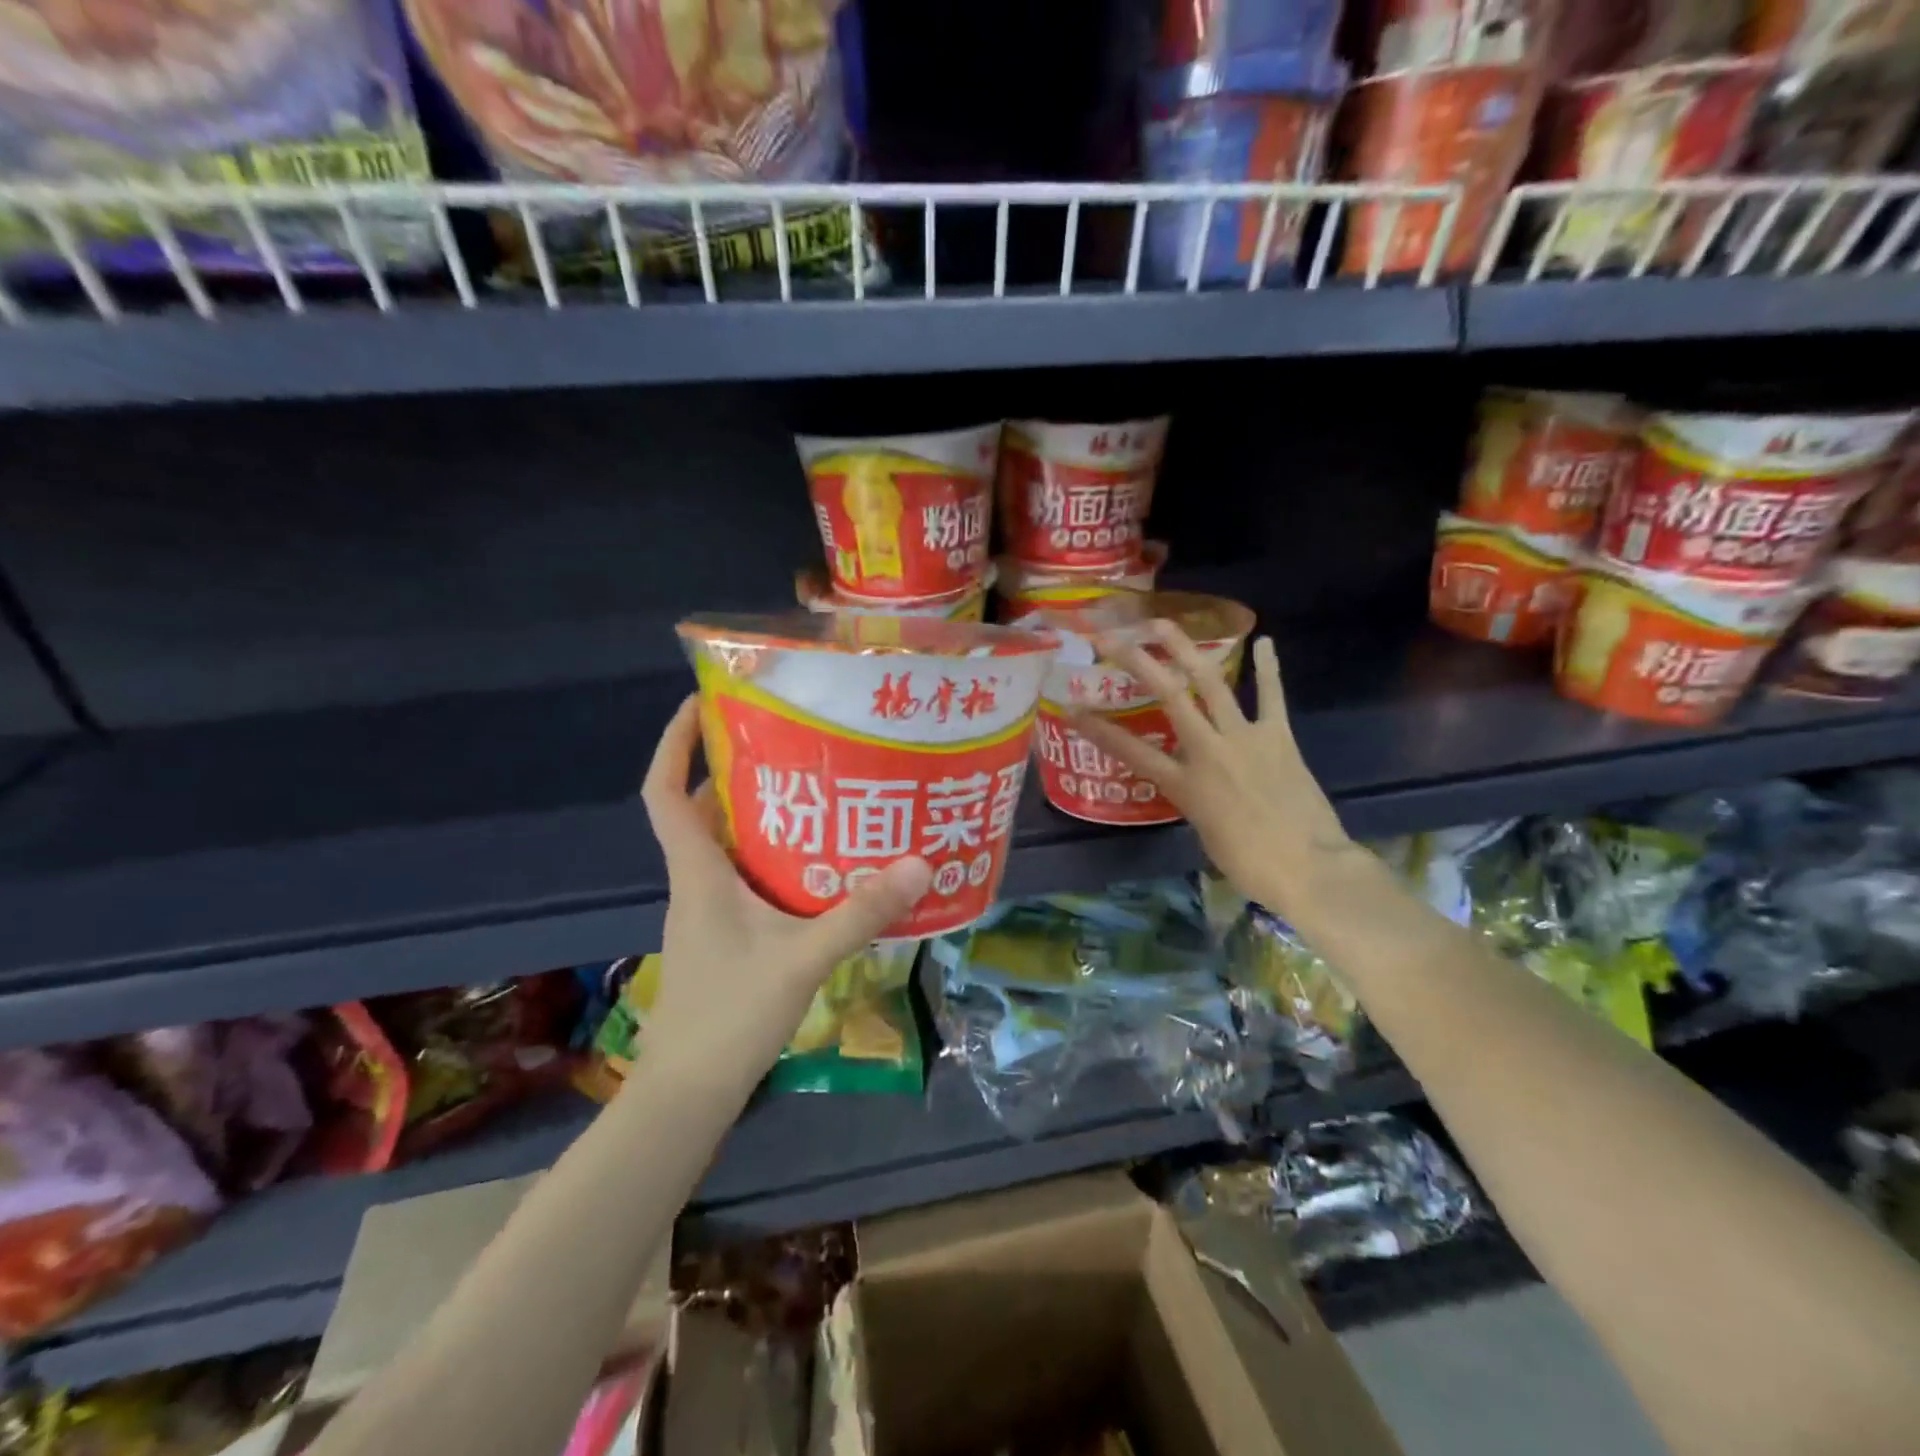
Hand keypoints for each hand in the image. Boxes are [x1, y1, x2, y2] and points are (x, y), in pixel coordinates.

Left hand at [640, 696, 932, 1083]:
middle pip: (703, 809)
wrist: (688, 1094)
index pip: (664, 792)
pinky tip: (819, 862)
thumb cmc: (728, 1017)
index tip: (701, 702)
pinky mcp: (724, 935)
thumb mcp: (802, 958)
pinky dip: (773, 855)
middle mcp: (696, 881)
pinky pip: (744, 875)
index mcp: (697, 872)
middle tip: (792, 740)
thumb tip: (919, 863)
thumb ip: (859, 912)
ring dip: (761, 813)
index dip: (674, 743)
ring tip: (817, 788)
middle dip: (736, 768)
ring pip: (727, 843)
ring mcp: (708, 910)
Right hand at [1068, 623, 1355, 918]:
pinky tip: (1265, 642)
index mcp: (1184, 784)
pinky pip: (1272, 697)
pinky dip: (1268, 669)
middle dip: (1138, 663)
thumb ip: (1192, 799)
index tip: (1072, 709)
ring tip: (1163, 624)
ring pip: (1211, 684)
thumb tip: (1195, 782)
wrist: (1309, 868)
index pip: (1130, 752)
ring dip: (1186, 650)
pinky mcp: (1278, 737)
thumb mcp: (1204, 832)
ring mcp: (1244, 738)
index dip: (1099, 730)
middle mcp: (1207, 751)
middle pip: (1168, 698)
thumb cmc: (1250, 864)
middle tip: (1113, 639)